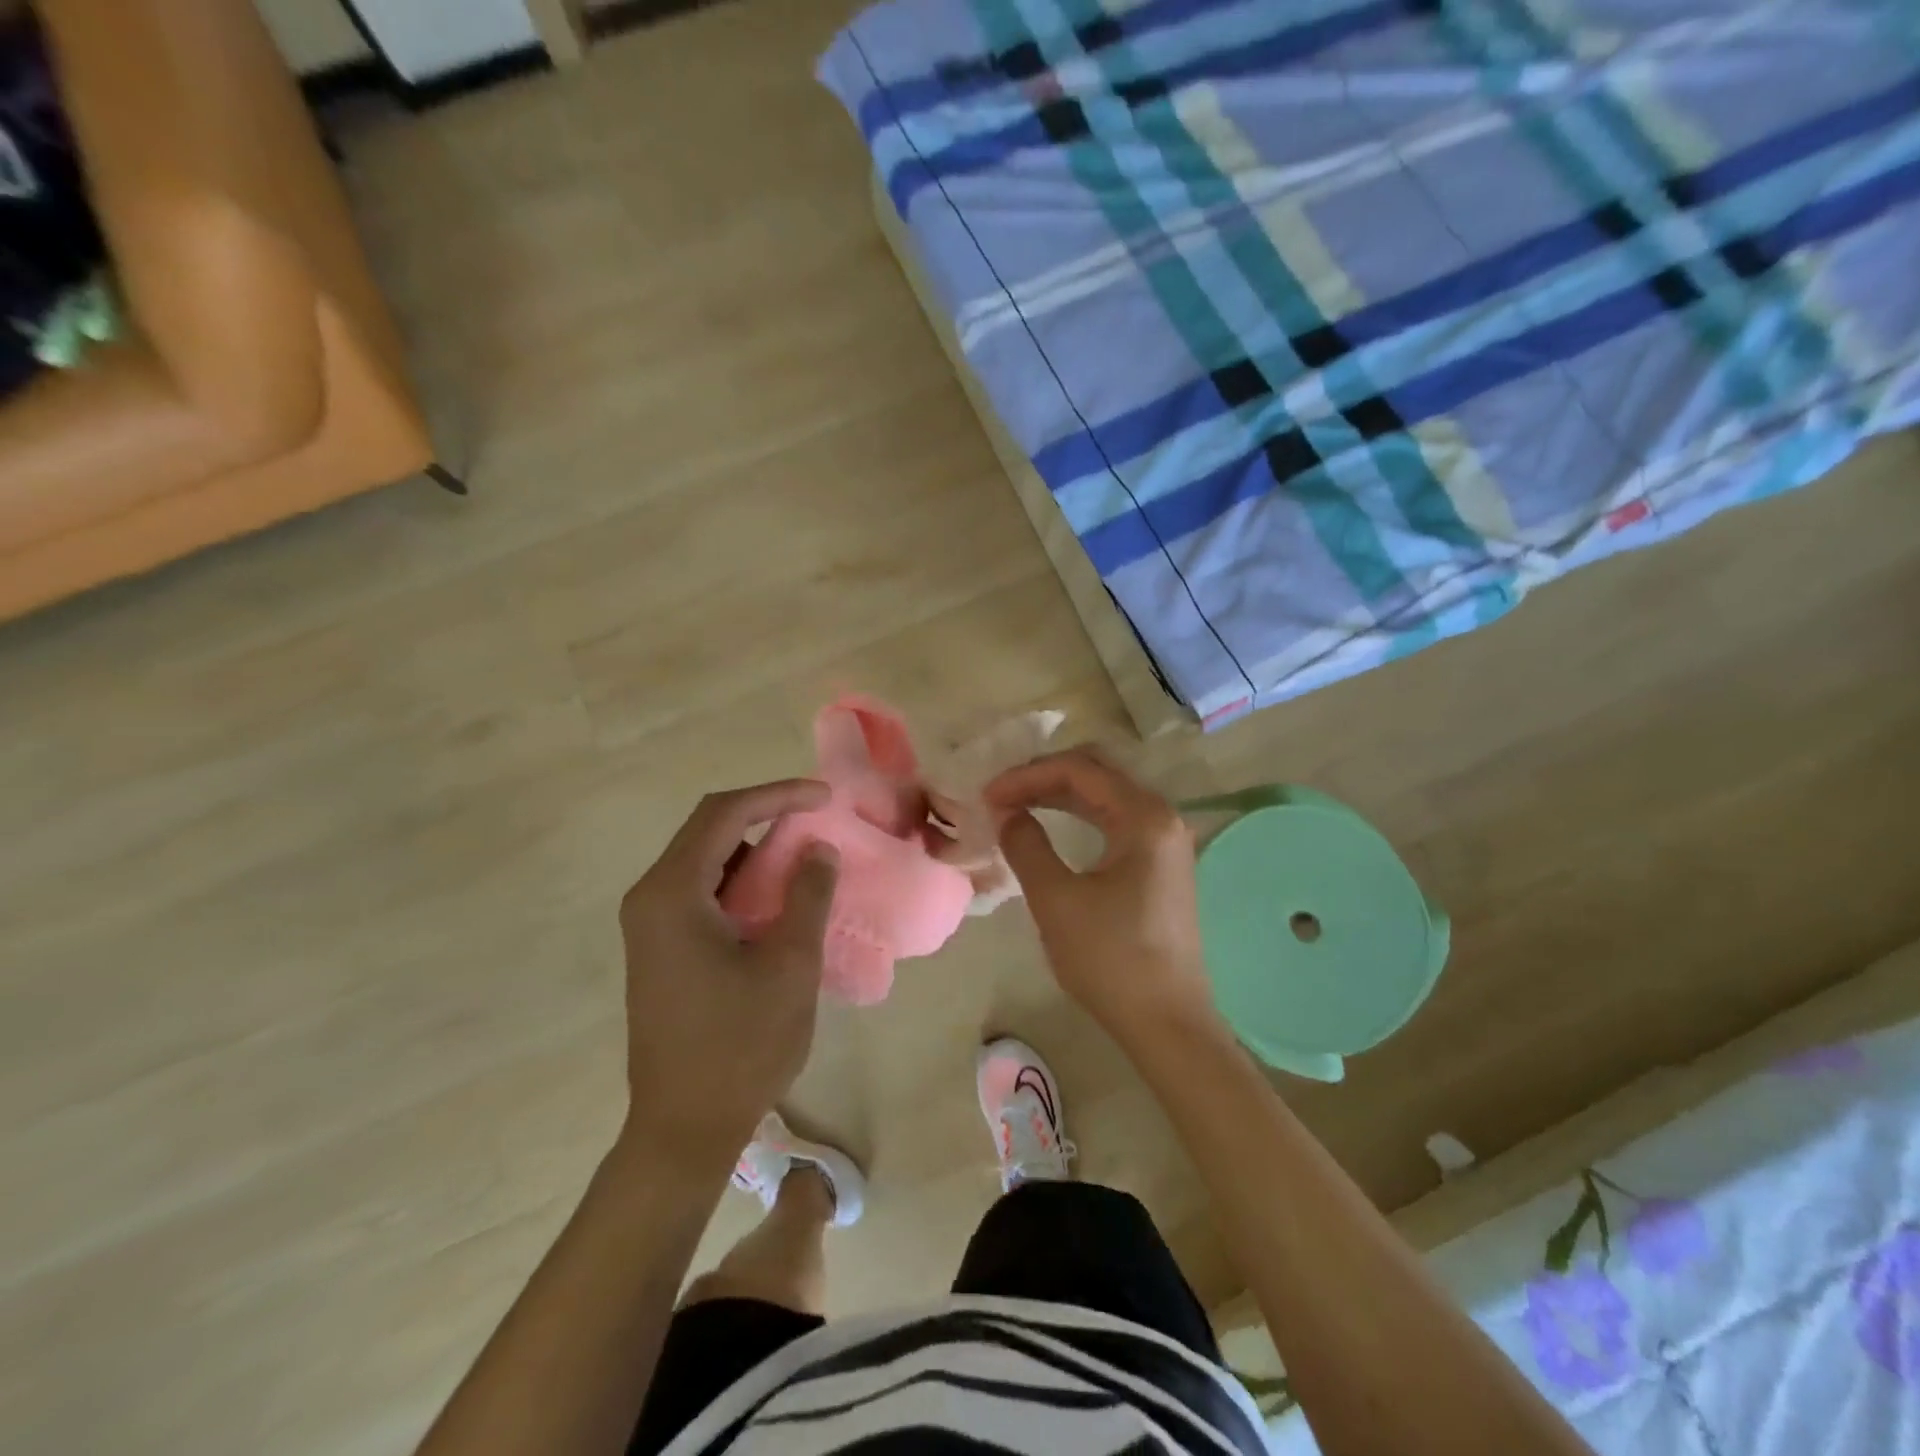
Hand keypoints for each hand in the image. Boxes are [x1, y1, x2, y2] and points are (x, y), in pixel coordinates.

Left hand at [616, 780, 837, 1171]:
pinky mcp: (660, 947)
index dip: (777, 795)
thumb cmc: (740, 1046)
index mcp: (672, 894)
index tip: (825, 797)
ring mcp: (650, 924)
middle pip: (708, 829)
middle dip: (766, 815)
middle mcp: (650, 898)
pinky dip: (741, 881)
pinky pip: (701, 890)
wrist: (684, 1128)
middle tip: (818, 819)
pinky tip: (776, 898)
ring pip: (705, 859)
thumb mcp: (789, 965)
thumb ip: (807, 895)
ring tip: (804, 856)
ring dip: (754, 848)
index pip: (724, 814)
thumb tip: (817, 848)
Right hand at [985, 747, 1217, 1044]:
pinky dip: (1079, 816)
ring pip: (1106, 795)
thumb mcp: (1056, 900)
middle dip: (1043, 777)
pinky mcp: (1160, 863)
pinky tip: (1050, 826)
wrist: (1166, 1022)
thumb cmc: (1110, 959)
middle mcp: (1162, 816)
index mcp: (1144, 817)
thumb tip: (1007, 813)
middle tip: (999, 795)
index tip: (987, 796)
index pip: (1079, 770)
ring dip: (1059, 794)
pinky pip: (1115, 820)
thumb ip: (1026, 845)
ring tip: (1015, 806)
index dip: (1027, 776)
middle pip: (1097, 773)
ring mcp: (1165, 840)